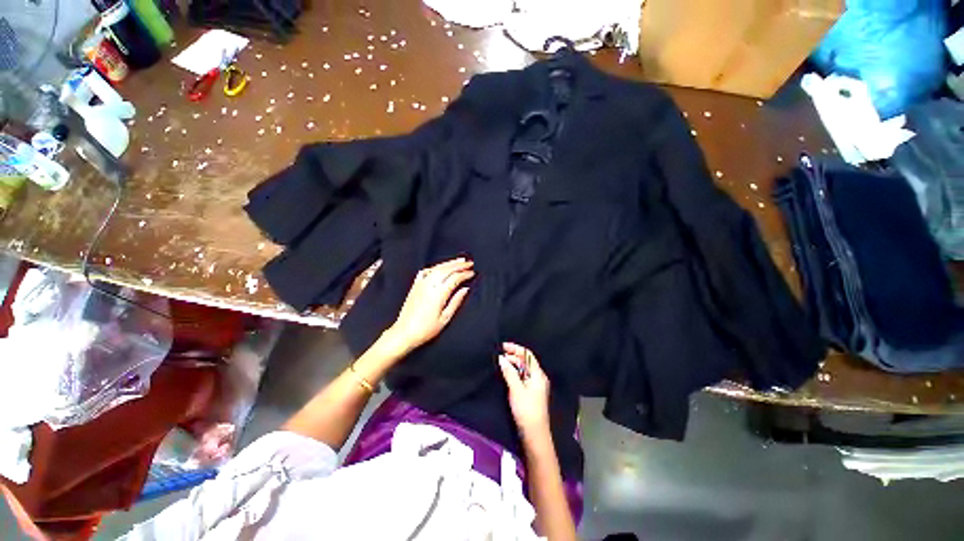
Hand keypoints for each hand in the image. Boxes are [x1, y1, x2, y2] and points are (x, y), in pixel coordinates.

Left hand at [385, 258, 473, 353]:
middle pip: (447, 269)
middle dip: (459, 265)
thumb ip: (456, 302)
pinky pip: (425, 271)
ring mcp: (421, 284)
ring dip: (449, 263)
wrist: (404, 333)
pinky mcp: (415, 286)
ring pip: (437, 268)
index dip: (465, 274)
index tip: (472, 273)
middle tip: (469, 263)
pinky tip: (440, 267)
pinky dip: (434, 267)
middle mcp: (429, 286)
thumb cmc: (426, 329)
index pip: (455, 278)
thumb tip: (465, 289)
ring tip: (459, 260)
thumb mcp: (445, 318)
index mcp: (438, 294)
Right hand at [498, 342, 550, 435]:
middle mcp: (538, 377)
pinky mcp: (531, 392)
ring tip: (500, 363)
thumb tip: (502, 358)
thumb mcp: (516, 389)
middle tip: (498, 356)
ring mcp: (535, 385)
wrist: (534, 434)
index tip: (502, 346)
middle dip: (512, 356)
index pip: (527, 355)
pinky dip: (514, 373)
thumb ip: (509, 372)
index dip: (515, 348)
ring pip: (523, 369)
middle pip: (525, 361)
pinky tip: (506, 374)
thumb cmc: (526, 410)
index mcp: (538, 374)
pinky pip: (522, 377)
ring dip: (513, 364)